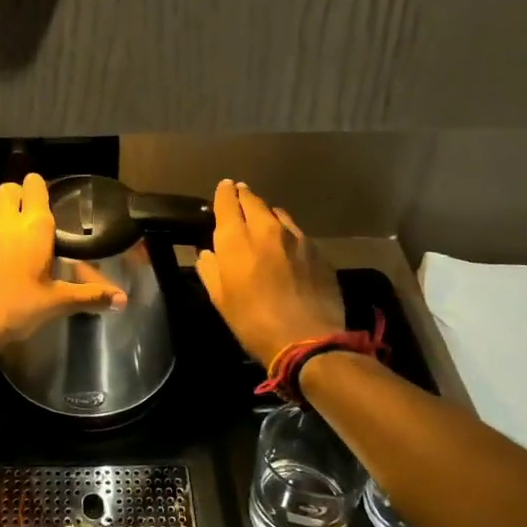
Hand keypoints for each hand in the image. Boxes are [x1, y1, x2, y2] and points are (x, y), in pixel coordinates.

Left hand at [0, 173, 126, 356]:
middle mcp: (4, 217)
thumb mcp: (56, 303)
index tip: (39, 195)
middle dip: (15, 196)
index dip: (37, 188)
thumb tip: (124, 300)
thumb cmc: (16, 310)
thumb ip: (89, 296)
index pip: (36, 188)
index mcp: (34, 228)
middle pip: (8, 189)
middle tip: (20, 213)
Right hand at [195, 179, 344, 366]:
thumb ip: (210, 270)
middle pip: (254, 201)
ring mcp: (296, 238)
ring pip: (278, 214)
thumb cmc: (253, 322)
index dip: (224, 192)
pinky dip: (287, 233)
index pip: (227, 202)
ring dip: (267, 213)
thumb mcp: (220, 299)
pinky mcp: (318, 252)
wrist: (308, 340)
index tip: (224, 186)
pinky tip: (287, 245)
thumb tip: (208, 254)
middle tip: (240, 194)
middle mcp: (266, 230)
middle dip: (245, 196)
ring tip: (264, 220)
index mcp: (236, 239)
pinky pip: (298, 233)